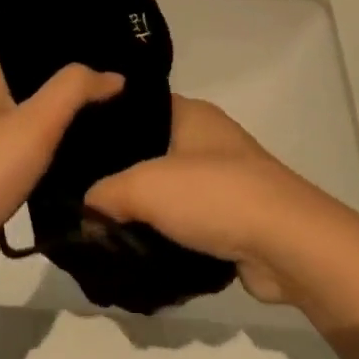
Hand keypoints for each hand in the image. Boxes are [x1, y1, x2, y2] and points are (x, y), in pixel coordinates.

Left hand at [0, 43, 122, 310]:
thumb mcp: (34, 120)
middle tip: (110, 71)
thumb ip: (73, 90)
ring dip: (64, 121)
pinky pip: (36, 169)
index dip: (29, 28)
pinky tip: (90, 167)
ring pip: (33, 129)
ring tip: (112, 114)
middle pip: (24, 86)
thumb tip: (113, 75)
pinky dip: (60, 164)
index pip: (2, 45)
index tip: (72, 23)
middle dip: (60, 76)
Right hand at [84, 96, 312, 304]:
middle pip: (151, 151)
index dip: (104, 125)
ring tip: (104, 229)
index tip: (72, 149)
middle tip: (82, 197)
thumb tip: (85, 210)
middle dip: (120, 176)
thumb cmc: (214, 194)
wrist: (287, 243)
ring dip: (146, 212)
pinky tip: (140, 251)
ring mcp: (225, 178)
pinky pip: (190, 221)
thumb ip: (105, 194)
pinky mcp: (235, 217)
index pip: (136, 108)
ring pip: (170, 190)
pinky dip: (169, 235)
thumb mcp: (144, 187)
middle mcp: (208, 138)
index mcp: (190, 113)